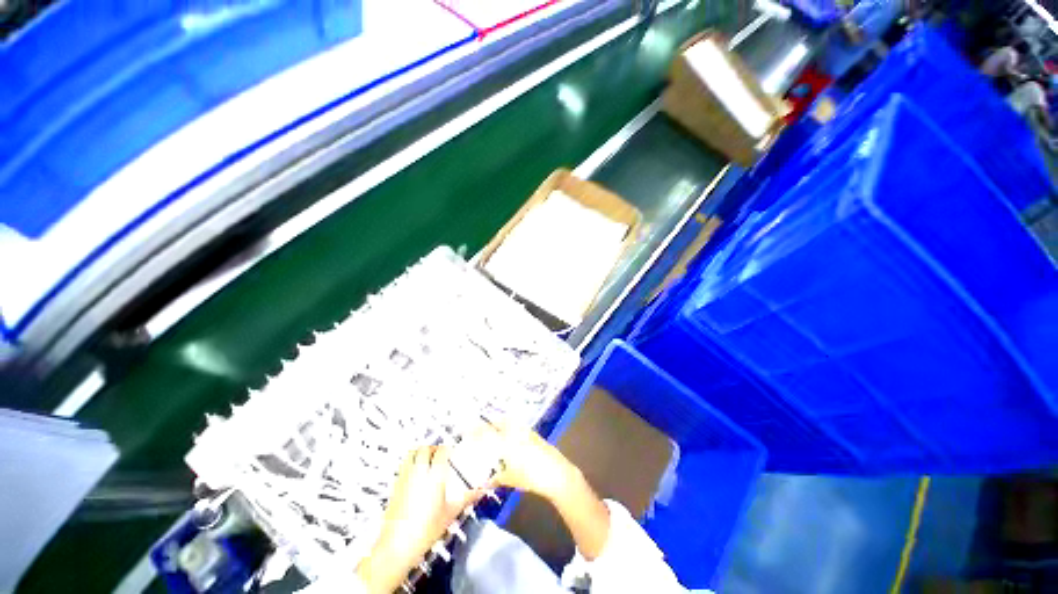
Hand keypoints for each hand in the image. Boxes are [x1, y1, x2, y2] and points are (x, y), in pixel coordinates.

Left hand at [356, 446, 480, 593]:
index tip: (453, 453)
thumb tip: (480, 490)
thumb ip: (466, 499)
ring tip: (427, 460)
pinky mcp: (395, 487)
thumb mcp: (450, 514)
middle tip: (440, 454)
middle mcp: (418, 472)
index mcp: (434, 476)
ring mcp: (404, 478)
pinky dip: (411, 464)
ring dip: (420, 452)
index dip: (448, 449)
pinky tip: (416, 476)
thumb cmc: (425, 531)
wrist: (396, 547)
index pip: (441, 451)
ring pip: (411, 454)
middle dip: (433, 448)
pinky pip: (404, 466)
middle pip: (425, 448)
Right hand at [475, 424, 610, 559]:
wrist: (556, 473)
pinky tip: (511, 438)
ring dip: (501, 424)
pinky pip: (518, 426)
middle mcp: (514, 432)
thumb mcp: (510, 479)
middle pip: (499, 422)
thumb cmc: (531, 477)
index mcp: (505, 441)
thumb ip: (496, 478)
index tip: (467, 428)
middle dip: (489, 423)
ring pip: (509, 422)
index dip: (475, 430)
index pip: (487, 432)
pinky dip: (511, 428)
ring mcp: (525, 431)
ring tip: (495, 433)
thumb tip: (485, 482)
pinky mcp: (534, 434)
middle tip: (481, 429)